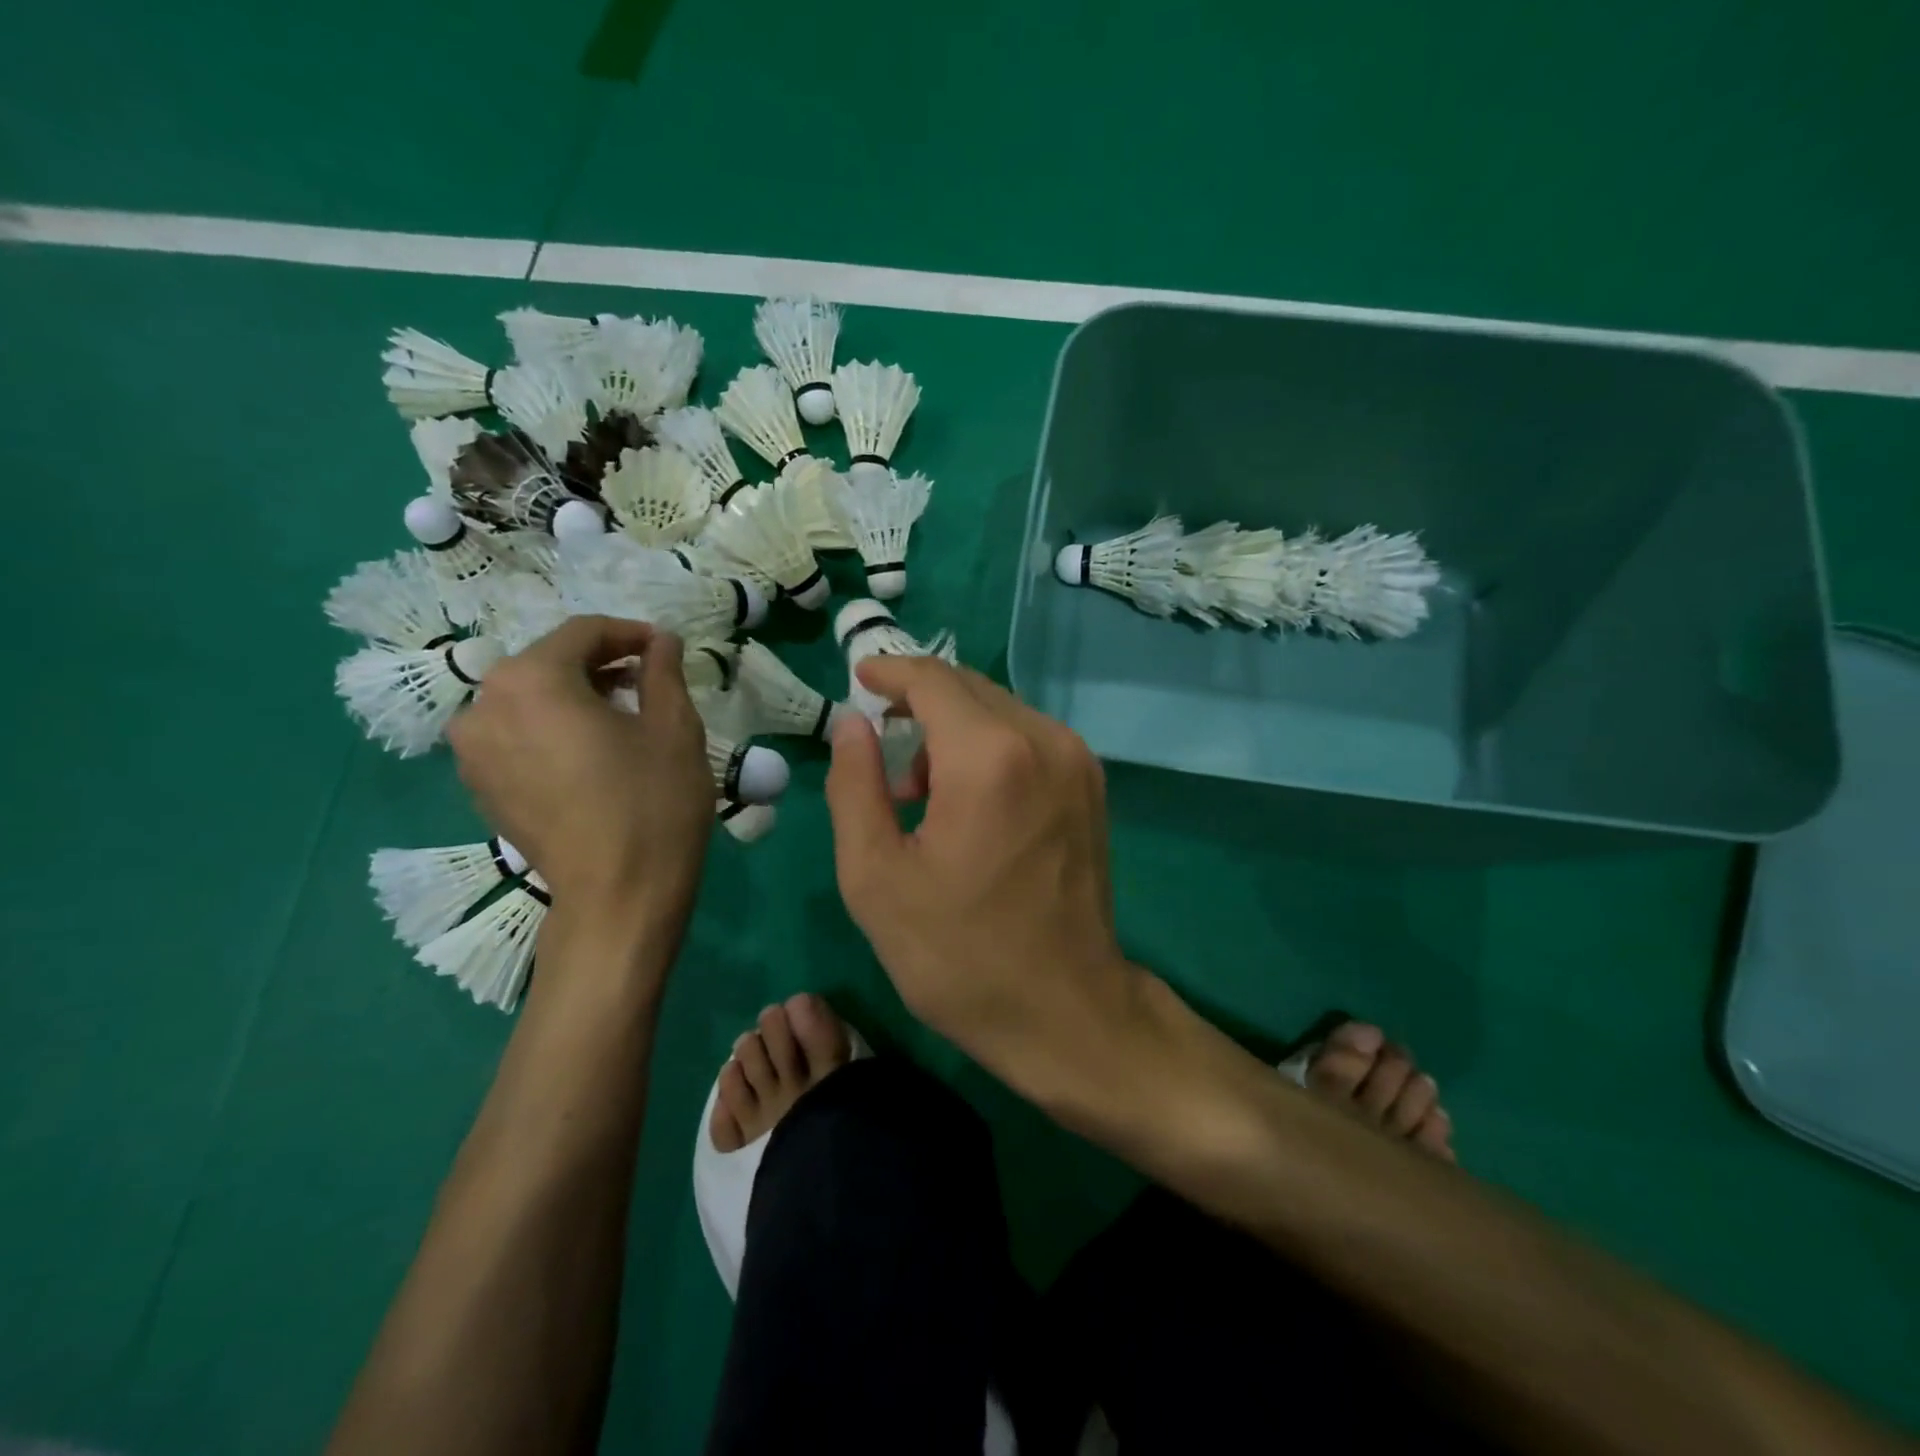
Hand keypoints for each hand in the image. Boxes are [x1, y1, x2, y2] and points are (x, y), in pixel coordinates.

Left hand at [447, 616, 713, 940]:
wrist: (617, 896)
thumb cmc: (652, 804)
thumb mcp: (674, 729)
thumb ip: (663, 671)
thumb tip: (661, 641)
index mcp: (533, 680)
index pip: (582, 633)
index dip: (630, 633)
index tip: (665, 648)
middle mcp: (485, 705)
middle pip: (548, 662)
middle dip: (600, 664)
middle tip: (647, 680)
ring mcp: (472, 750)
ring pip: (529, 698)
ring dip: (574, 695)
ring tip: (620, 716)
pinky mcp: (478, 786)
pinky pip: (515, 734)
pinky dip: (551, 728)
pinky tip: (590, 751)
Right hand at [825, 657, 1140, 1095]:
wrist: (1065, 1010)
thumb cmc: (958, 954)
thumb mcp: (876, 877)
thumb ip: (855, 786)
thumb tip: (853, 723)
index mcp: (989, 757)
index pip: (933, 680)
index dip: (890, 672)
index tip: (860, 680)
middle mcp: (1043, 740)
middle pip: (969, 688)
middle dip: (918, 703)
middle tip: (880, 749)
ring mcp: (1077, 761)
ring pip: (1000, 710)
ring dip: (953, 729)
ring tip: (919, 791)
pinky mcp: (1091, 785)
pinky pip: (1028, 737)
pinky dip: (988, 747)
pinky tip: (968, 799)